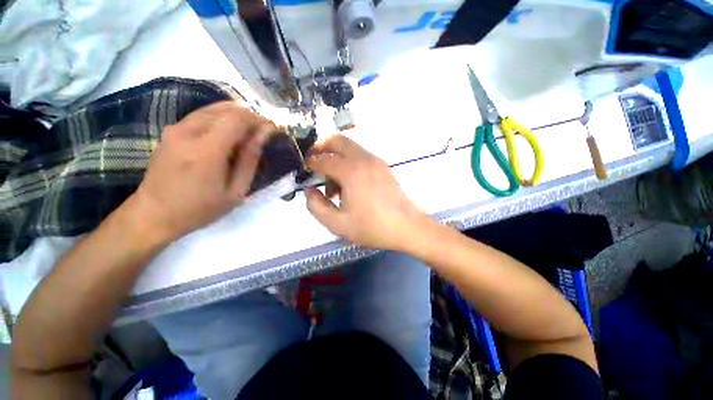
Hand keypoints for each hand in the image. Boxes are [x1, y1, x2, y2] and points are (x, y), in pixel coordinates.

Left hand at [129, 101, 274, 241]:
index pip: (238, 119)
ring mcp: (176, 128)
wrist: (155, 213)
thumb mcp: (235, 190)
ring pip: (213, 109)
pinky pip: (201, 115)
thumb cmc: (201, 208)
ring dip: (236, 116)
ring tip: (249, 132)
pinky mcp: (171, 130)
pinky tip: (229, 132)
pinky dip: (220, 118)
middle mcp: (189, 132)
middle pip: (227, 110)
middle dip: (250, 118)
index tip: (272, 129)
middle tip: (263, 133)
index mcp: (207, 151)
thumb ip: (250, 160)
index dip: (258, 120)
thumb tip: (264, 134)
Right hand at [305, 135, 427, 250]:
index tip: (305, 167)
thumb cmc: (371, 227)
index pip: (323, 159)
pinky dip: (349, 161)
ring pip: (349, 147)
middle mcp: (363, 160)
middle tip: (316, 163)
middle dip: (322, 146)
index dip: (311, 162)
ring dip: (337, 157)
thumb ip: (316, 207)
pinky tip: (350, 184)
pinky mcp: (383, 166)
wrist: (406, 227)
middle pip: (338, 140)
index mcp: (350, 172)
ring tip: (335, 184)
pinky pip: (361, 155)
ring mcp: (375, 161)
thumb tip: (310, 191)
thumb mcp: (337, 224)